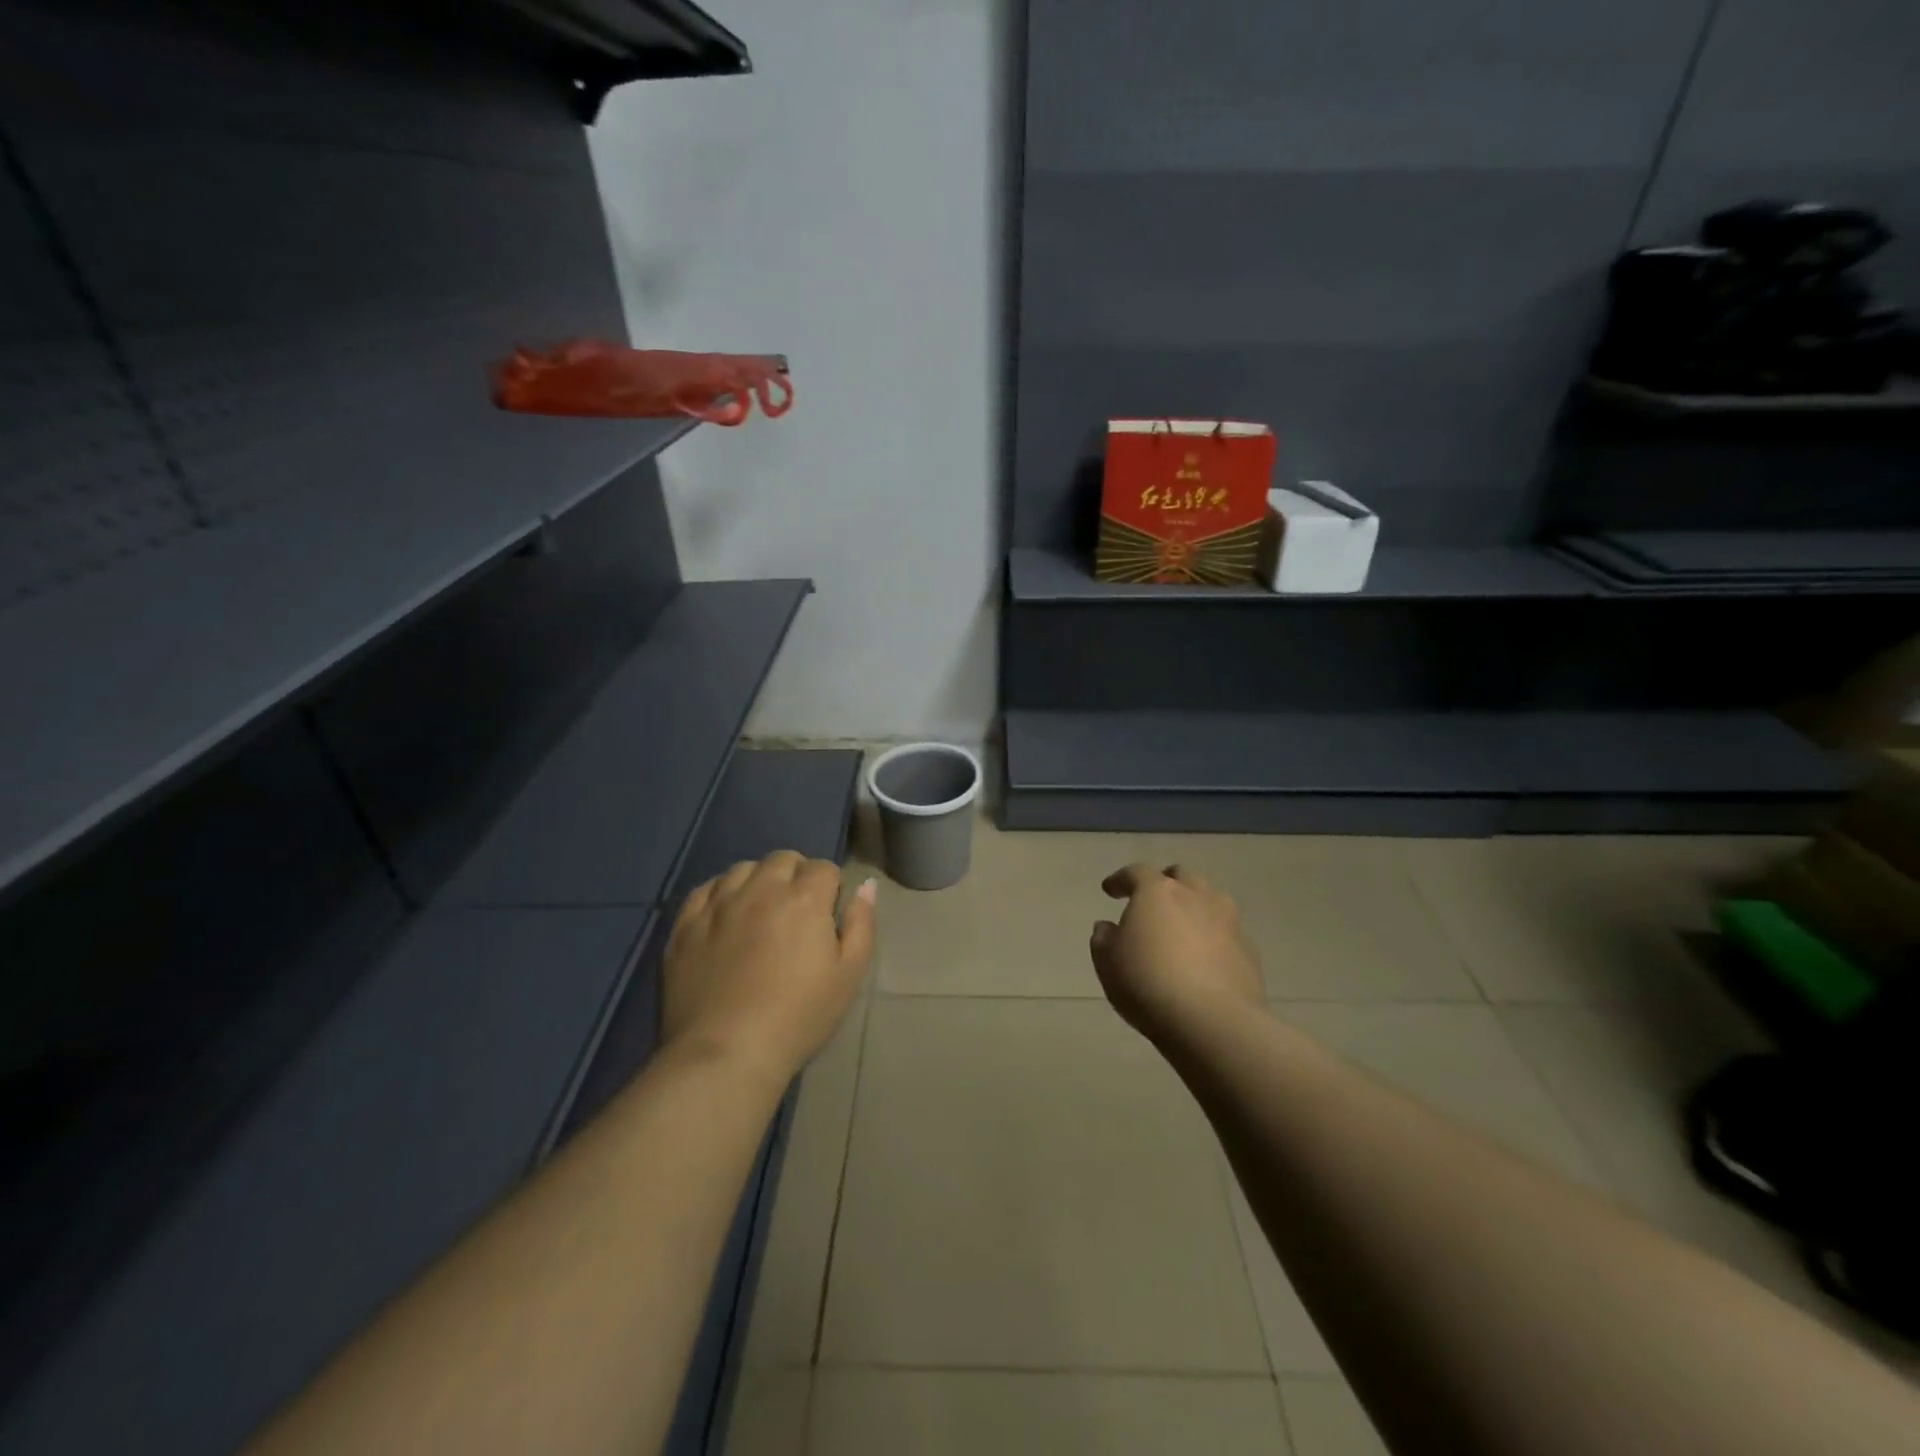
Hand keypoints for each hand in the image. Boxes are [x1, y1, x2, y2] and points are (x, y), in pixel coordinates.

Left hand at [664, 851, 876, 1081]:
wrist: (726, 1054)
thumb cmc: (798, 1017)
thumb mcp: (849, 976)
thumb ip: (861, 924)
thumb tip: (866, 885)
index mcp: (804, 899)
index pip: (824, 868)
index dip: (830, 888)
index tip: (827, 915)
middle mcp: (760, 890)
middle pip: (783, 859)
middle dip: (796, 875)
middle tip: (797, 911)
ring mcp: (718, 905)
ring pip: (742, 869)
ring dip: (757, 880)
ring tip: (760, 911)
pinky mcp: (685, 925)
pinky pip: (704, 890)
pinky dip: (720, 893)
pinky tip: (725, 916)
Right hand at [1090, 863, 1263, 1043]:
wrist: (1213, 1021)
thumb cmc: (1148, 983)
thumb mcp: (1107, 962)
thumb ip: (1104, 939)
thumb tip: (1107, 927)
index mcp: (1157, 892)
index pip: (1136, 872)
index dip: (1120, 879)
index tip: (1109, 890)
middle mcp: (1195, 896)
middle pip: (1181, 876)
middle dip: (1166, 883)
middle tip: (1153, 901)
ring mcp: (1227, 920)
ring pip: (1210, 899)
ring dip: (1194, 905)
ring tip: (1183, 926)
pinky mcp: (1247, 949)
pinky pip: (1226, 931)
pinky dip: (1212, 936)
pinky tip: (1204, 957)